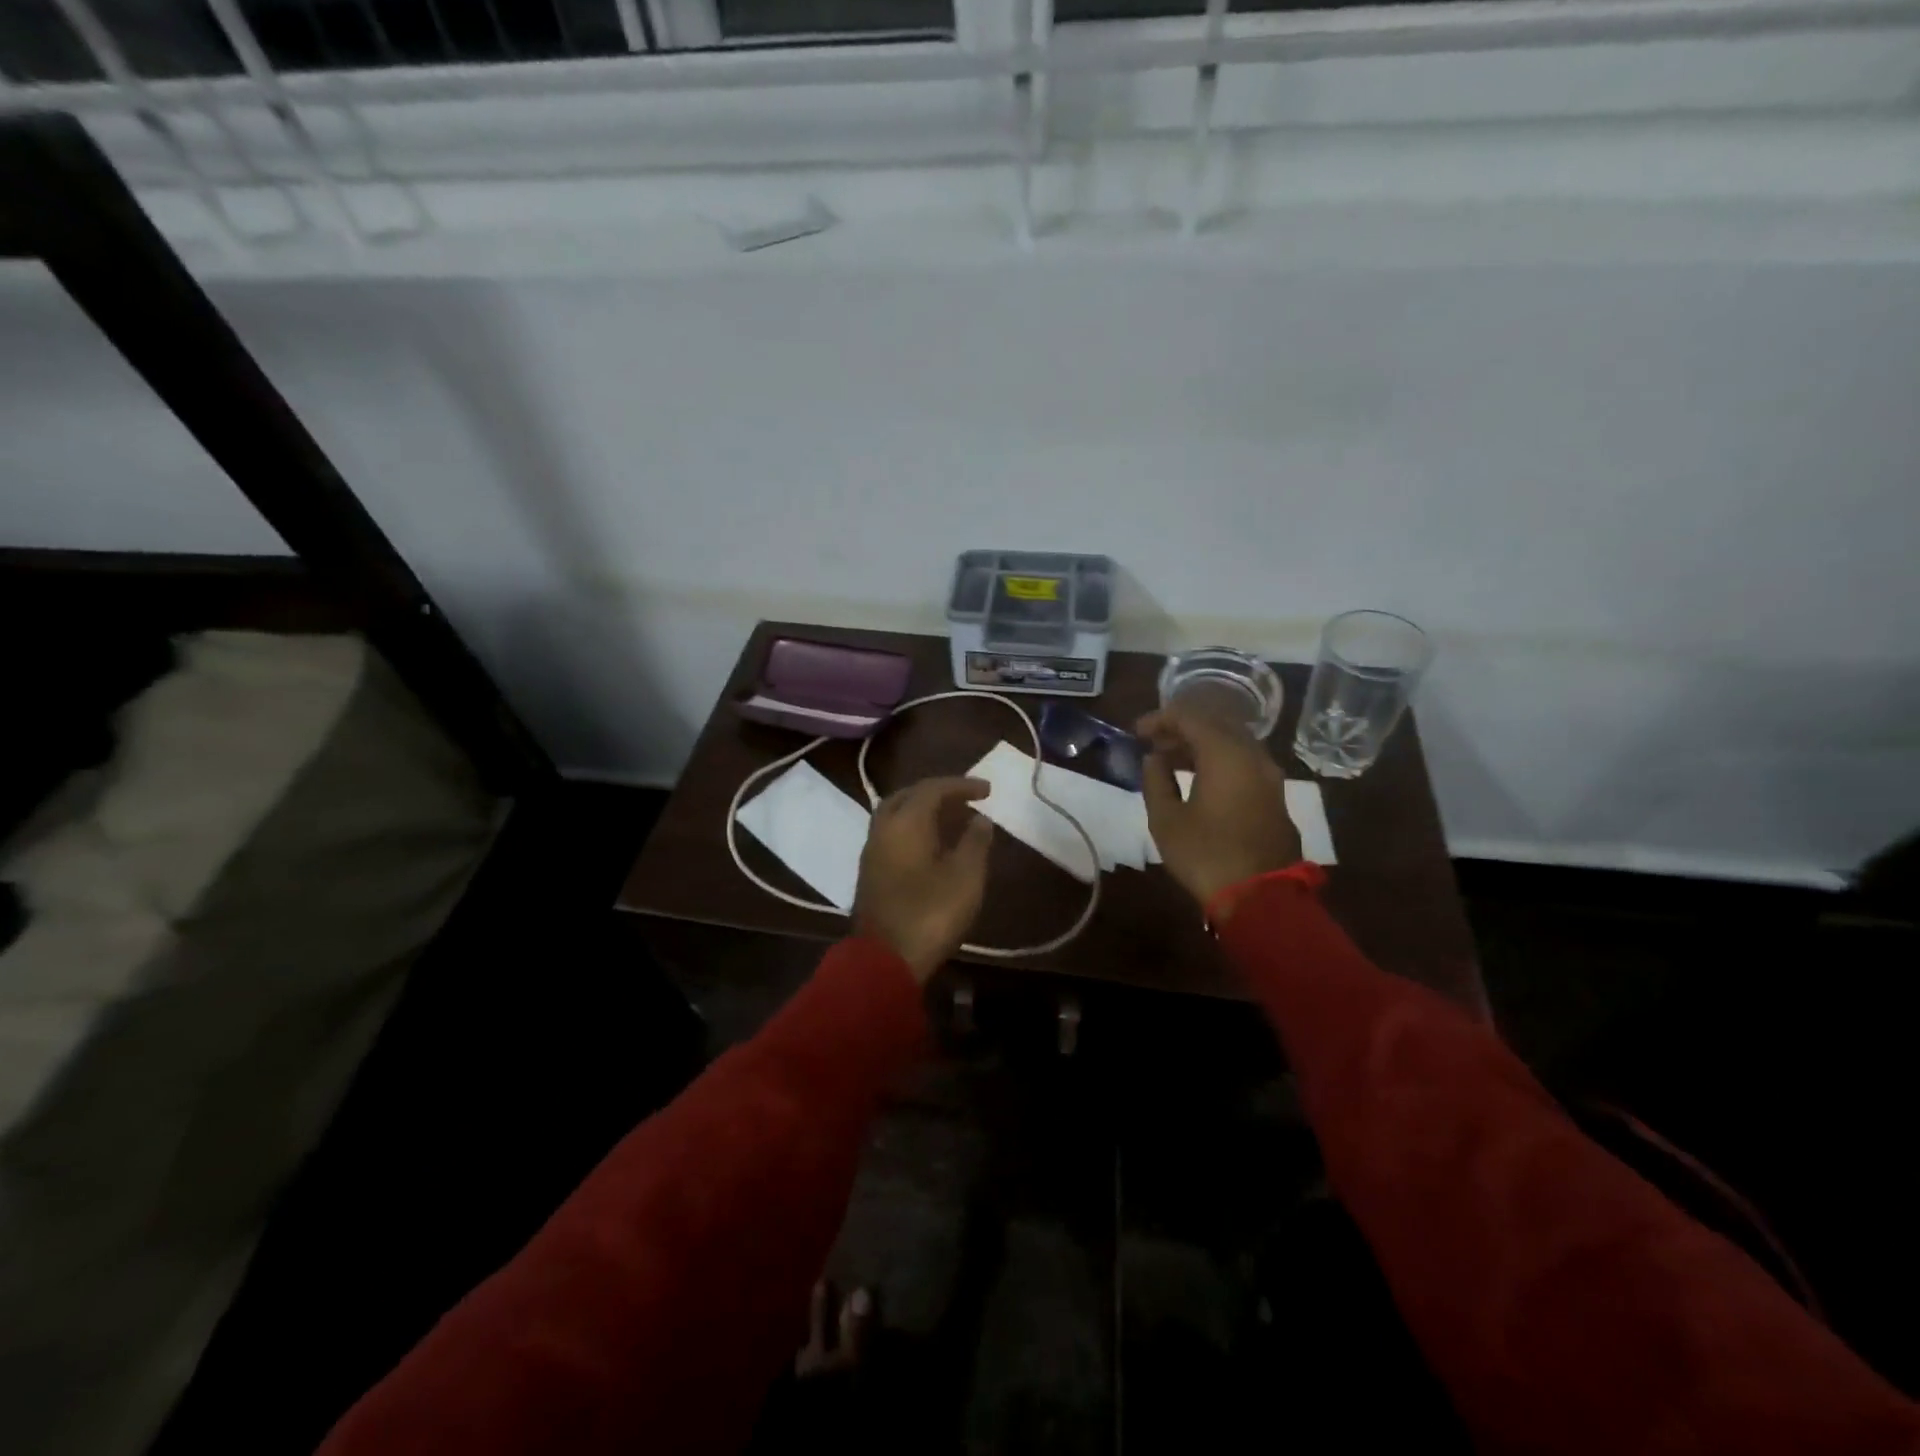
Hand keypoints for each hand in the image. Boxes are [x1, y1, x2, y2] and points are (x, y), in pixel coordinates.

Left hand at [853, 776, 994, 982]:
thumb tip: (980, 819)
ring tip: (955, 821)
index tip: (988, 791)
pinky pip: (893, 834)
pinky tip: (934, 845)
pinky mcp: (870, 871)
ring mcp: (872, 850)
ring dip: (925, 811)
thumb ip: (975, 842)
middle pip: (910, 796)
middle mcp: (883, 828)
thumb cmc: (930, 914)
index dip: (962, 785)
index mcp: (905, 822)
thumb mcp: (966, 877)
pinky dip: (915, 828)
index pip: (933, 788)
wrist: (885, 960)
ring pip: (898, 814)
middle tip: (968, 801)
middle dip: (940, 793)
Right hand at [1137, 706, 1300, 912]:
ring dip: (1201, 745)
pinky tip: (1199, 777)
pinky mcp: (1274, 795)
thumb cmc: (1206, 855)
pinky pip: (1244, 761)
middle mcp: (1252, 755)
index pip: (1190, 717)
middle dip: (1182, 728)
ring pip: (1233, 742)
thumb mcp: (1166, 819)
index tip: (1137, 732)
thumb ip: (1156, 781)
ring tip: (1171, 759)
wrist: (1261, 897)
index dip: (1160, 719)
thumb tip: (1154, 759)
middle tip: (1153, 743)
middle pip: (1215, 724)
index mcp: (1225, 754)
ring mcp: (1269, 775)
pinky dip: (1219, 759)